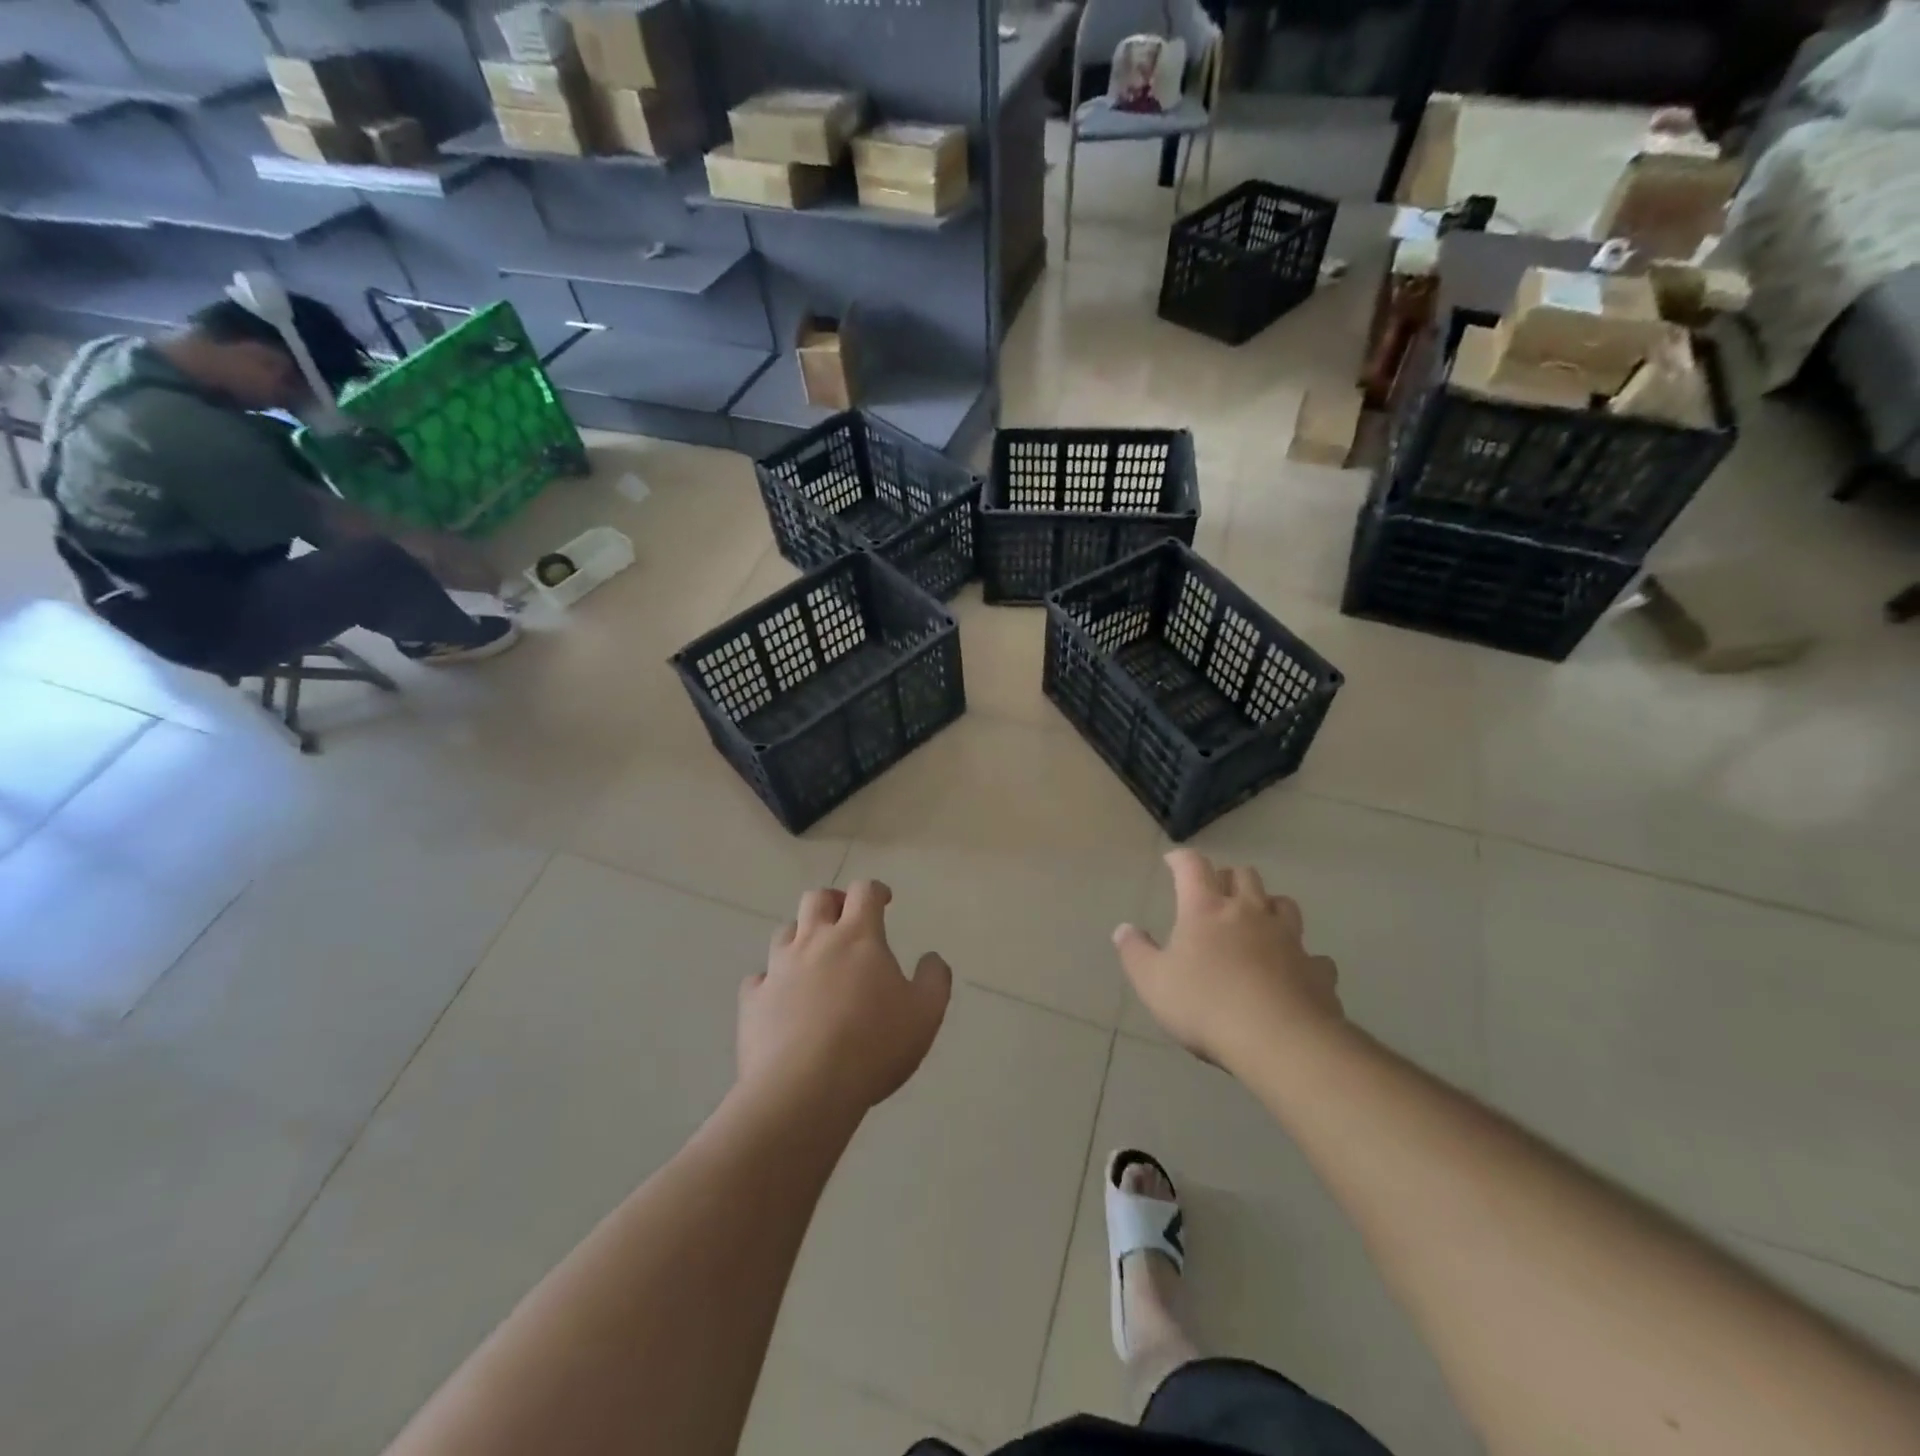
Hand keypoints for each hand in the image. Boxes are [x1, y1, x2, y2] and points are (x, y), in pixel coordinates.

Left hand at [739, 881, 951, 1116]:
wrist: (805, 1089)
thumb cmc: (873, 1044)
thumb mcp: (925, 1013)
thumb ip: (934, 979)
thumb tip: (931, 958)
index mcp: (858, 936)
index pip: (864, 892)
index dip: (875, 891)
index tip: (884, 901)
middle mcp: (815, 941)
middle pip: (817, 899)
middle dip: (833, 901)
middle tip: (845, 919)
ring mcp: (778, 969)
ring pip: (785, 931)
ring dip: (800, 935)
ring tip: (813, 956)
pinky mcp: (752, 1001)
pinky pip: (758, 978)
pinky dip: (771, 980)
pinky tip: (780, 998)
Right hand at [1113, 849, 1342, 1069]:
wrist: (1280, 1041)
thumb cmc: (1205, 1005)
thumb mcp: (1153, 982)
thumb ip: (1135, 952)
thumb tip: (1124, 929)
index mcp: (1206, 909)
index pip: (1193, 866)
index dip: (1182, 859)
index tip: (1173, 861)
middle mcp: (1249, 913)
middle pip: (1244, 875)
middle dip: (1228, 877)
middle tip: (1216, 892)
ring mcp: (1289, 939)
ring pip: (1284, 904)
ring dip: (1268, 906)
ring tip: (1258, 921)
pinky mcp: (1317, 970)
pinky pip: (1313, 955)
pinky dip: (1302, 958)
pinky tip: (1294, 972)